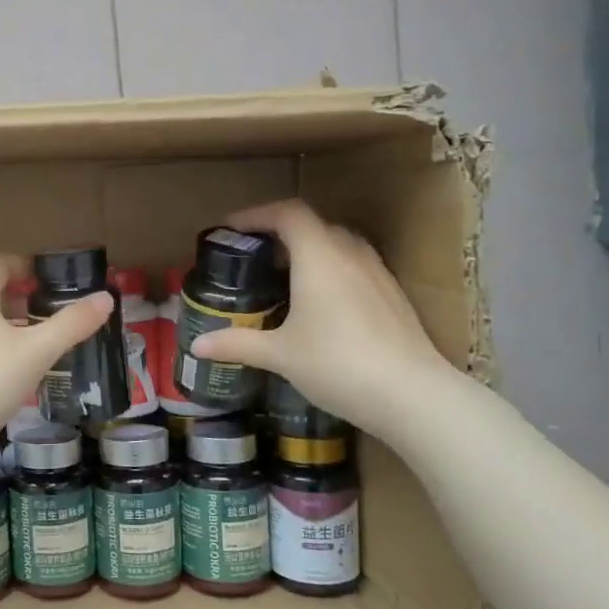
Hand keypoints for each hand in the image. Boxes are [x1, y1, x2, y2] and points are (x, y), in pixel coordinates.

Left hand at [0, 256, 112, 491]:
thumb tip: (106, 297)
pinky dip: (2, 352)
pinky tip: (20, 374)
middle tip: (52, 310)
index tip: (47, 277)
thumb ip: (72, 324)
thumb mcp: (37, 351)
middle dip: (21, 298)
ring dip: (13, 327)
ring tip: (43, 342)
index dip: (21, 264)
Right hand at [189, 200, 457, 440]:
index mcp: (319, 256)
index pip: (287, 213)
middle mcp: (350, 254)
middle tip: (255, 257)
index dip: (256, 214)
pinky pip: (356, 267)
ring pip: (339, 245)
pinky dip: (332, 272)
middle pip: (313, 226)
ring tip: (285, 279)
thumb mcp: (280, 355)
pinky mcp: (393, 296)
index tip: (231, 229)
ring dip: (309, 252)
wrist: (411, 394)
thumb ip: (238, 344)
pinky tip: (322, 307)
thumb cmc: (337, 364)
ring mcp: (377, 273)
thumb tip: (197, 346)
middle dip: (281, 234)